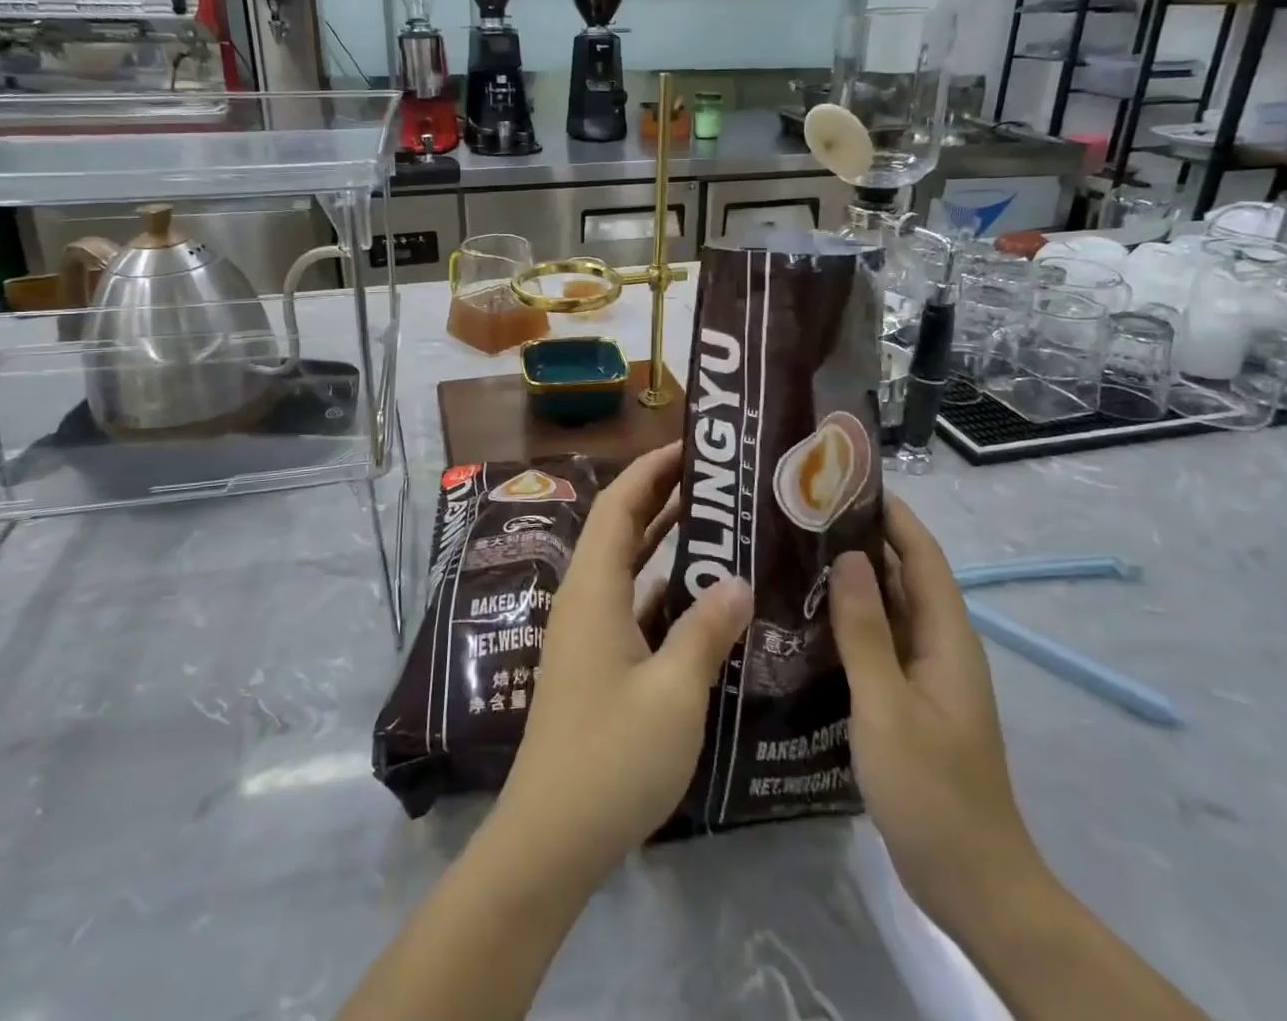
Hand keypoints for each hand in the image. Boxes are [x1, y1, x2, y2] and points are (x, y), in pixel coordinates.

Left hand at [493, 442, 753, 888]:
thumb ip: (705, 630)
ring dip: (667, 543)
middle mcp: (585, 599)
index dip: (652, 468)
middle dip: (664, 496)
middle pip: (622, 528)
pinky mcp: (598, 664)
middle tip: (719, 479)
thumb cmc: (610, 757)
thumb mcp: (672, 692)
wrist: (550, 840)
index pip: (619, 505)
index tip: (693, 446)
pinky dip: (666, 592)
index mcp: (593, 589)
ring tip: (722, 526)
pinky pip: (635, 607)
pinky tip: (707, 601)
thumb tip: (737, 579)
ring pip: (630, 568)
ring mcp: (589, 633)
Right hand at [829, 497, 1047, 925]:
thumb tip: (846, 556)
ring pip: (888, 609)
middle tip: (802, 516)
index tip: (844, 482)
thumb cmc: (932, 791)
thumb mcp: (887, 707)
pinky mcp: (909, 700)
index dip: (890, 514)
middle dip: (861, 539)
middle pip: (903, 575)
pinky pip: (878, 642)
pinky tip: (806, 619)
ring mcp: (925, 675)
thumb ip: (865, 631)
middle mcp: (940, 646)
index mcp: (947, 638)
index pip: (921, 555)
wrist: (972, 883)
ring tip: (794, 554)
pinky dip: (848, 621)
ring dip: (851, 580)